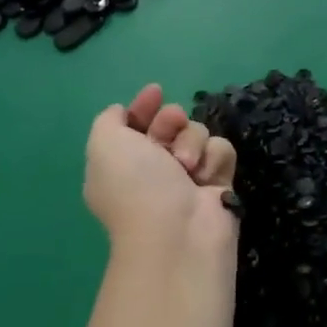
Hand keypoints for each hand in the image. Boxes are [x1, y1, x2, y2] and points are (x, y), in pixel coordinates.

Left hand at [83, 84, 237, 261]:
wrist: (178, 234)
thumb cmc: (136, 185)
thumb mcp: (105, 144)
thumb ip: (108, 120)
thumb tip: (122, 111)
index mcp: (122, 163)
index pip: (134, 124)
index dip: (143, 106)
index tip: (155, 92)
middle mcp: (154, 169)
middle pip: (170, 123)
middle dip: (171, 121)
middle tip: (170, 131)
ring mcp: (188, 177)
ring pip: (197, 133)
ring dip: (192, 143)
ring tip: (187, 167)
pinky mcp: (218, 183)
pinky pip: (221, 150)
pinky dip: (214, 159)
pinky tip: (206, 177)